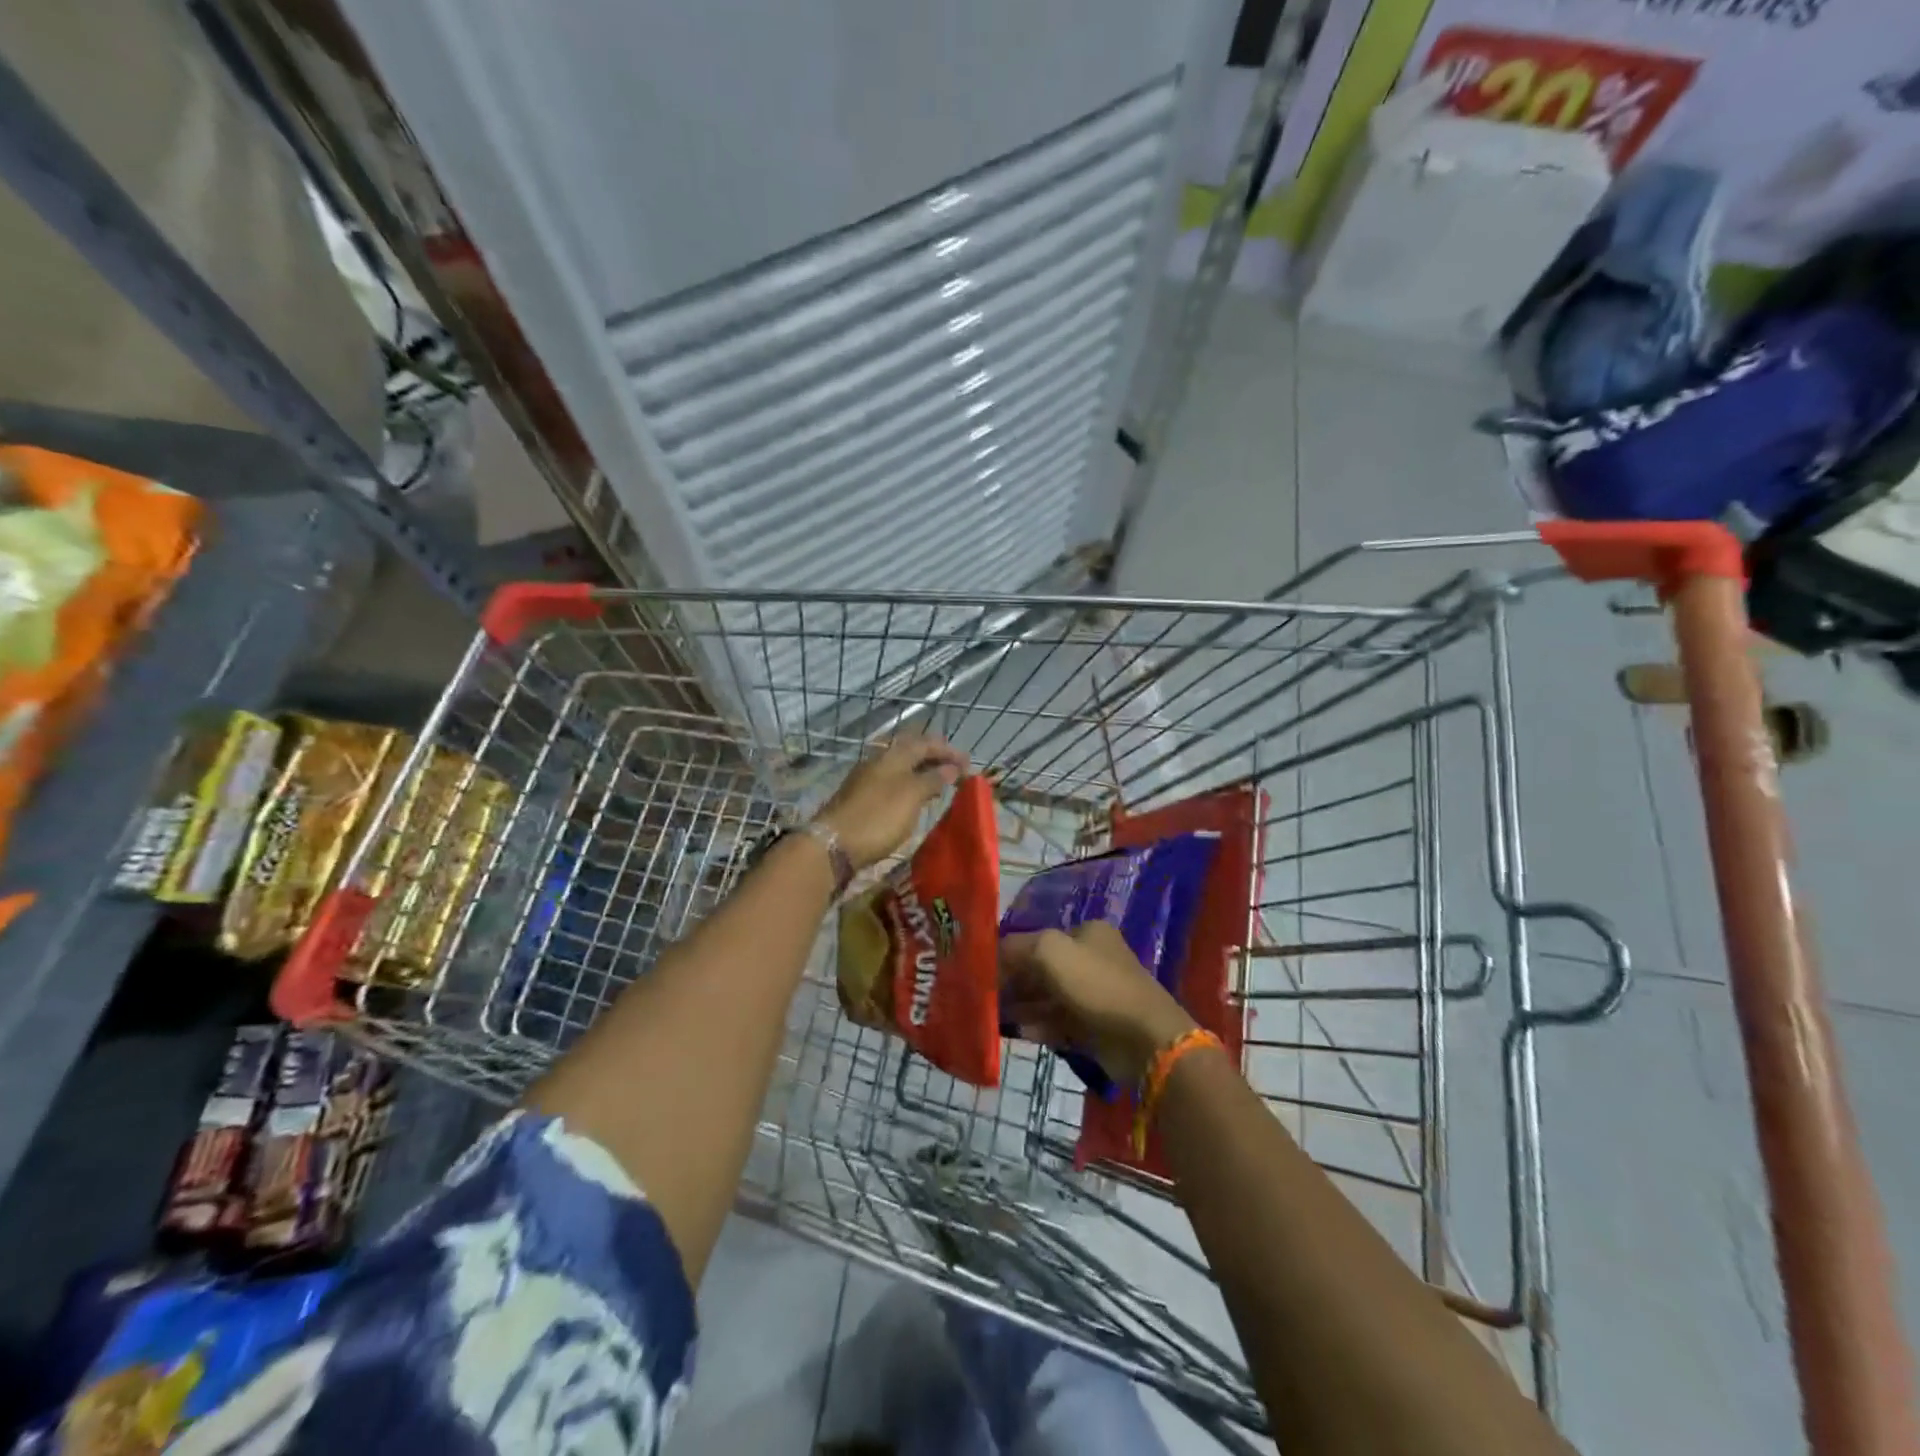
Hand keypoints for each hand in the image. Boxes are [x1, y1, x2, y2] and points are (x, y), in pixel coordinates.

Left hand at [814, 731, 968, 869]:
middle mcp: (878, 761)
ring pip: (899, 767)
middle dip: (933, 756)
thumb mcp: (911, 796)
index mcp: (892, 756)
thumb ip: (932, 779)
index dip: (947, 750)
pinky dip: (908, 785)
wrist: (833, 844)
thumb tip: (949, 768)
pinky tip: (914, 798)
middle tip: (953, 767)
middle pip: (909, 751)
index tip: (968, 762)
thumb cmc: (878, 817)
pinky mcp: (859, 798)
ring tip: (939, 783)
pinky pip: (891, 783)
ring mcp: (866, 780)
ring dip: (920, 771)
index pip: (925, 743)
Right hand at [1000, 922, 1196, 1085]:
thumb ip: (1017, 947)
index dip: (1011, 952)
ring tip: (995, 1016)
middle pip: (1042, 968)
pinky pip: (1058, 1023)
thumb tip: (992, 954)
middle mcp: (1091, 959)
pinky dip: (1038, 1026)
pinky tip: (1019, 1032)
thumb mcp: (1050, 951)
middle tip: (986, 997)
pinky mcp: (1095, 1028)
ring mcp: (1095, 995)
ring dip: (1023, 1006)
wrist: (1145, 1038)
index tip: (985, 970)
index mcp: (1087, 933)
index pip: (1039, 937)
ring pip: (1048, 998)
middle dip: (1015, 981)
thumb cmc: (1097, 985)